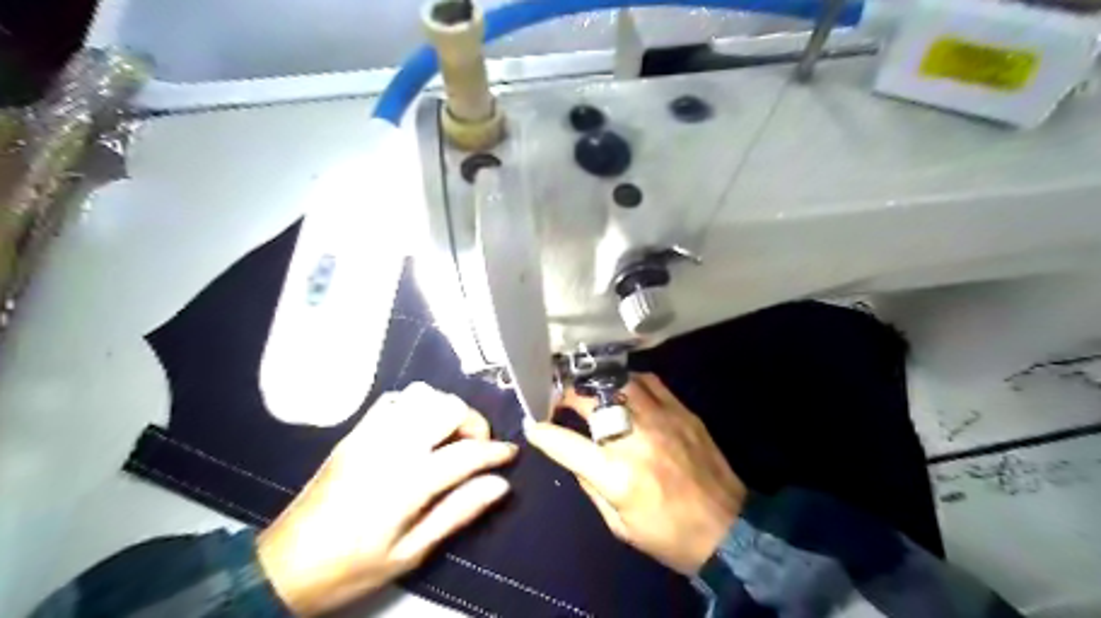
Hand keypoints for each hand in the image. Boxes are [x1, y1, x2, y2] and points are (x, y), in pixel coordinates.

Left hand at [259, 384, 521, 614]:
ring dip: (445, 410)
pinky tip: (419, 429)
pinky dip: (417, 406)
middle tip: (476, 448)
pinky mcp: (355, 432)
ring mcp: (370, 434)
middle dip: (473, 423)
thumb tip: (499, 485)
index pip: (466, 453)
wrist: (285, 565)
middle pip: (447, 408)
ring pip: (423, 395)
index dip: (496, 452)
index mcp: (407, 482)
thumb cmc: (352, 566)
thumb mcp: (411, 552)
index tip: (510, 455)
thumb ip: (458, 512)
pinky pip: (395, 399)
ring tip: (449, 437)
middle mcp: (391, 447)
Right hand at [527, 374, 746, 577]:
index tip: (534, 425)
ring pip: (619, 382)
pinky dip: (629, 381)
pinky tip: (623, 388)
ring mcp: (662, 420)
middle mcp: (636, 439)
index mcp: (617, 475)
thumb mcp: (619, 525)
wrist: (728, 529)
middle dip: (567, 397)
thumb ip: (591, 485)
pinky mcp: (683, 412)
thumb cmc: (668, 535)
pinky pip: (650, 382)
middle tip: (561, 402)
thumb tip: (574, 455)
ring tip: (589, 391)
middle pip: (590, 401)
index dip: (543, 432)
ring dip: (596, 384)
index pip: (566, 444)